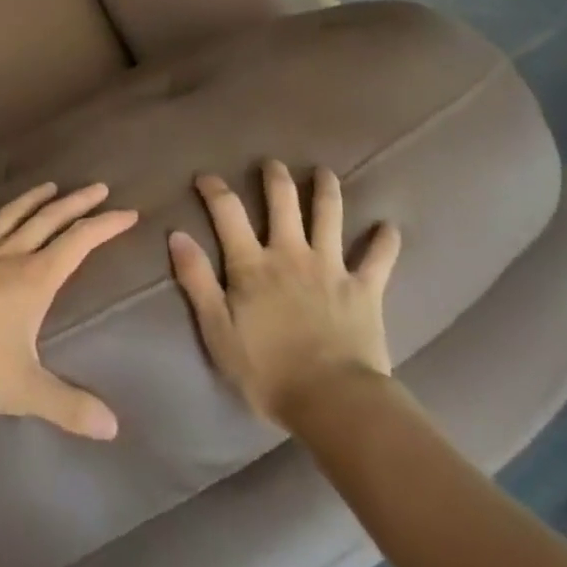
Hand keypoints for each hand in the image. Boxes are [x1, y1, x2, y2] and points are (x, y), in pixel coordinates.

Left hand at [0, 182, 136, 439]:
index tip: (127, 212)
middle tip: (99, 187)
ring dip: (34, 199)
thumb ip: (68, 406)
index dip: (105, 226)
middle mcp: (10, 255)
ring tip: (51, 186)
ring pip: (12, 215)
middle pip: (50, 219)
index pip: (78, 243)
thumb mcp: (24, 391)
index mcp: (34, 279)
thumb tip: (112, 428)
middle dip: (77, 202)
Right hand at [169, 161, 401, 426]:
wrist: (333, 403)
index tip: (205, 177)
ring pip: (329, 215)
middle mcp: (291, 253)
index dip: (215, 189)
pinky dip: (385, 242)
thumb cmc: (268, 373)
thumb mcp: (218, 332)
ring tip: (325, 172)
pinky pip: (378, 259)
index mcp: (253, 264)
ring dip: (326, 190)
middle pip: (283, 201)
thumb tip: (177, 235)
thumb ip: (197, 281)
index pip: (228, 212)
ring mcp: (330, 267)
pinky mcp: (364, 289)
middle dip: (276, 177)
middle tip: (272, 163)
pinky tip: (389, 227)